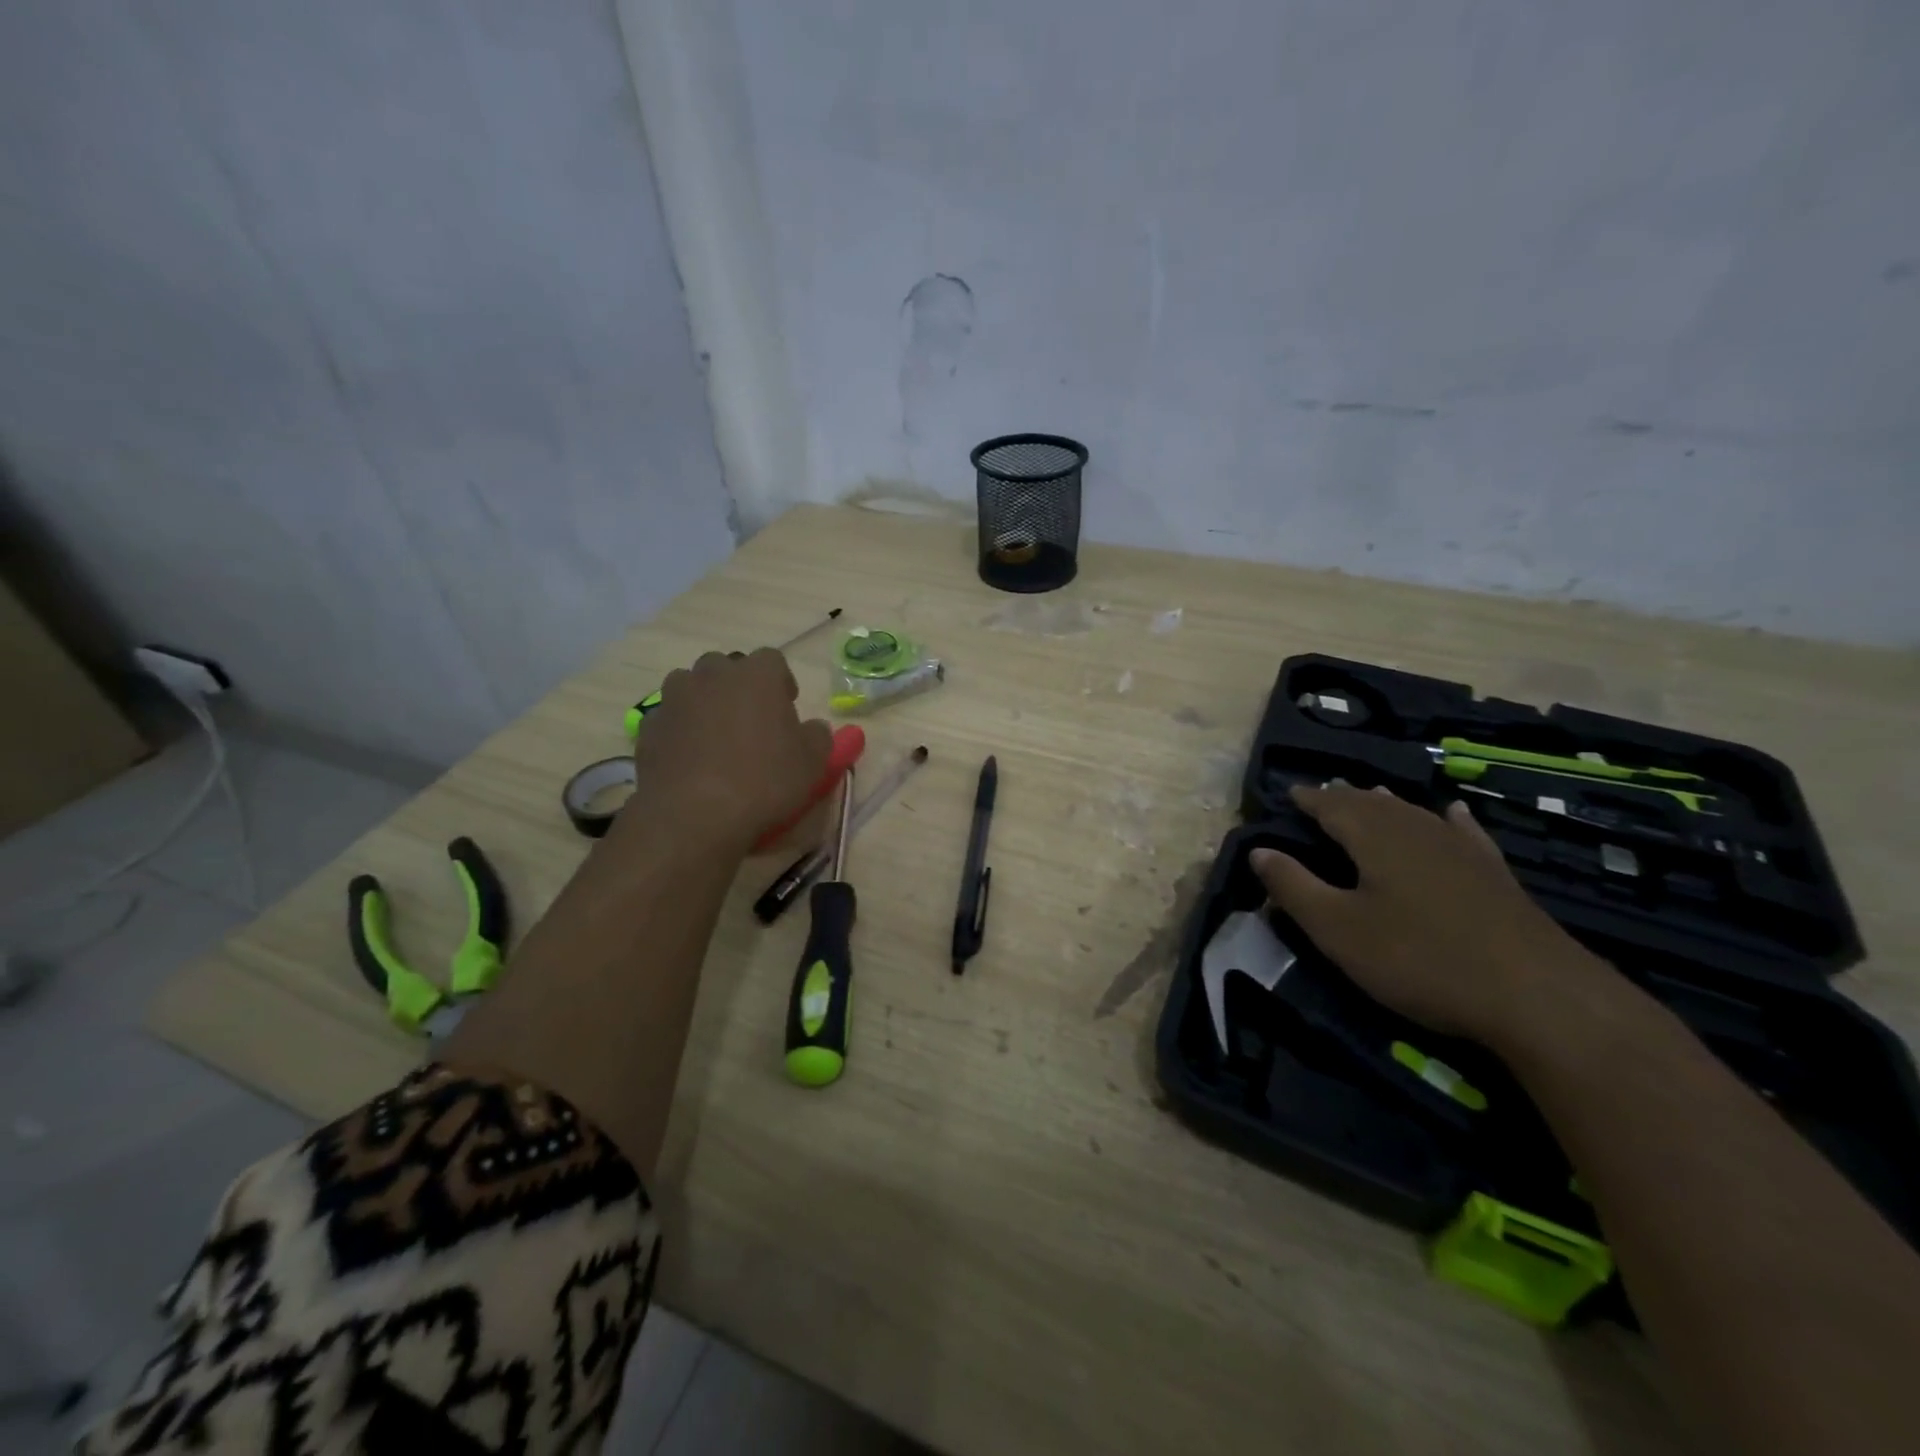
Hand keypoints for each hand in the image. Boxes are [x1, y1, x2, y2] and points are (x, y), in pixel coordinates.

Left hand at [630, 649, 832, 853]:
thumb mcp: (812, 762)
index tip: (786, 708)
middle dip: (738, 687)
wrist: (693, 814)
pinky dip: (679, 731)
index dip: (781, 682)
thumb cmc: (764, 781)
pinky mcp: (647, 727)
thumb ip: (817, 736)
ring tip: (715, 739)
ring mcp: (674, 698)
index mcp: (757, 675)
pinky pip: (669, 719)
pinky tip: (690, 760)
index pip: (772, 660)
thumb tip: (811, 728)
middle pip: (727, 668)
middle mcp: (712, 675)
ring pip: (691, 687)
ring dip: (704, 703)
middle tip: (751, 722)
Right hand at [1250, 785, 1600, 1046]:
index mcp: (1374, 837)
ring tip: (1369, 795)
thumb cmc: (1419, 959)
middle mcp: (1416, 830)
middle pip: (1372, 803)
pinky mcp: (1495, 874)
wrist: (1537, 995)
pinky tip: (1453, 811)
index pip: (1331, 805)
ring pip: (1414, 813)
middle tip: (1322, 794)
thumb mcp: (1338, 929)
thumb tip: (1259, 851)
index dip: (1308, 798)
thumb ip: (1294, 887)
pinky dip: (1450, 819)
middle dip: (1344, 797)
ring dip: (1386, 803)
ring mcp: (1461, 850)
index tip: (1288, 793)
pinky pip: (1464, 832)